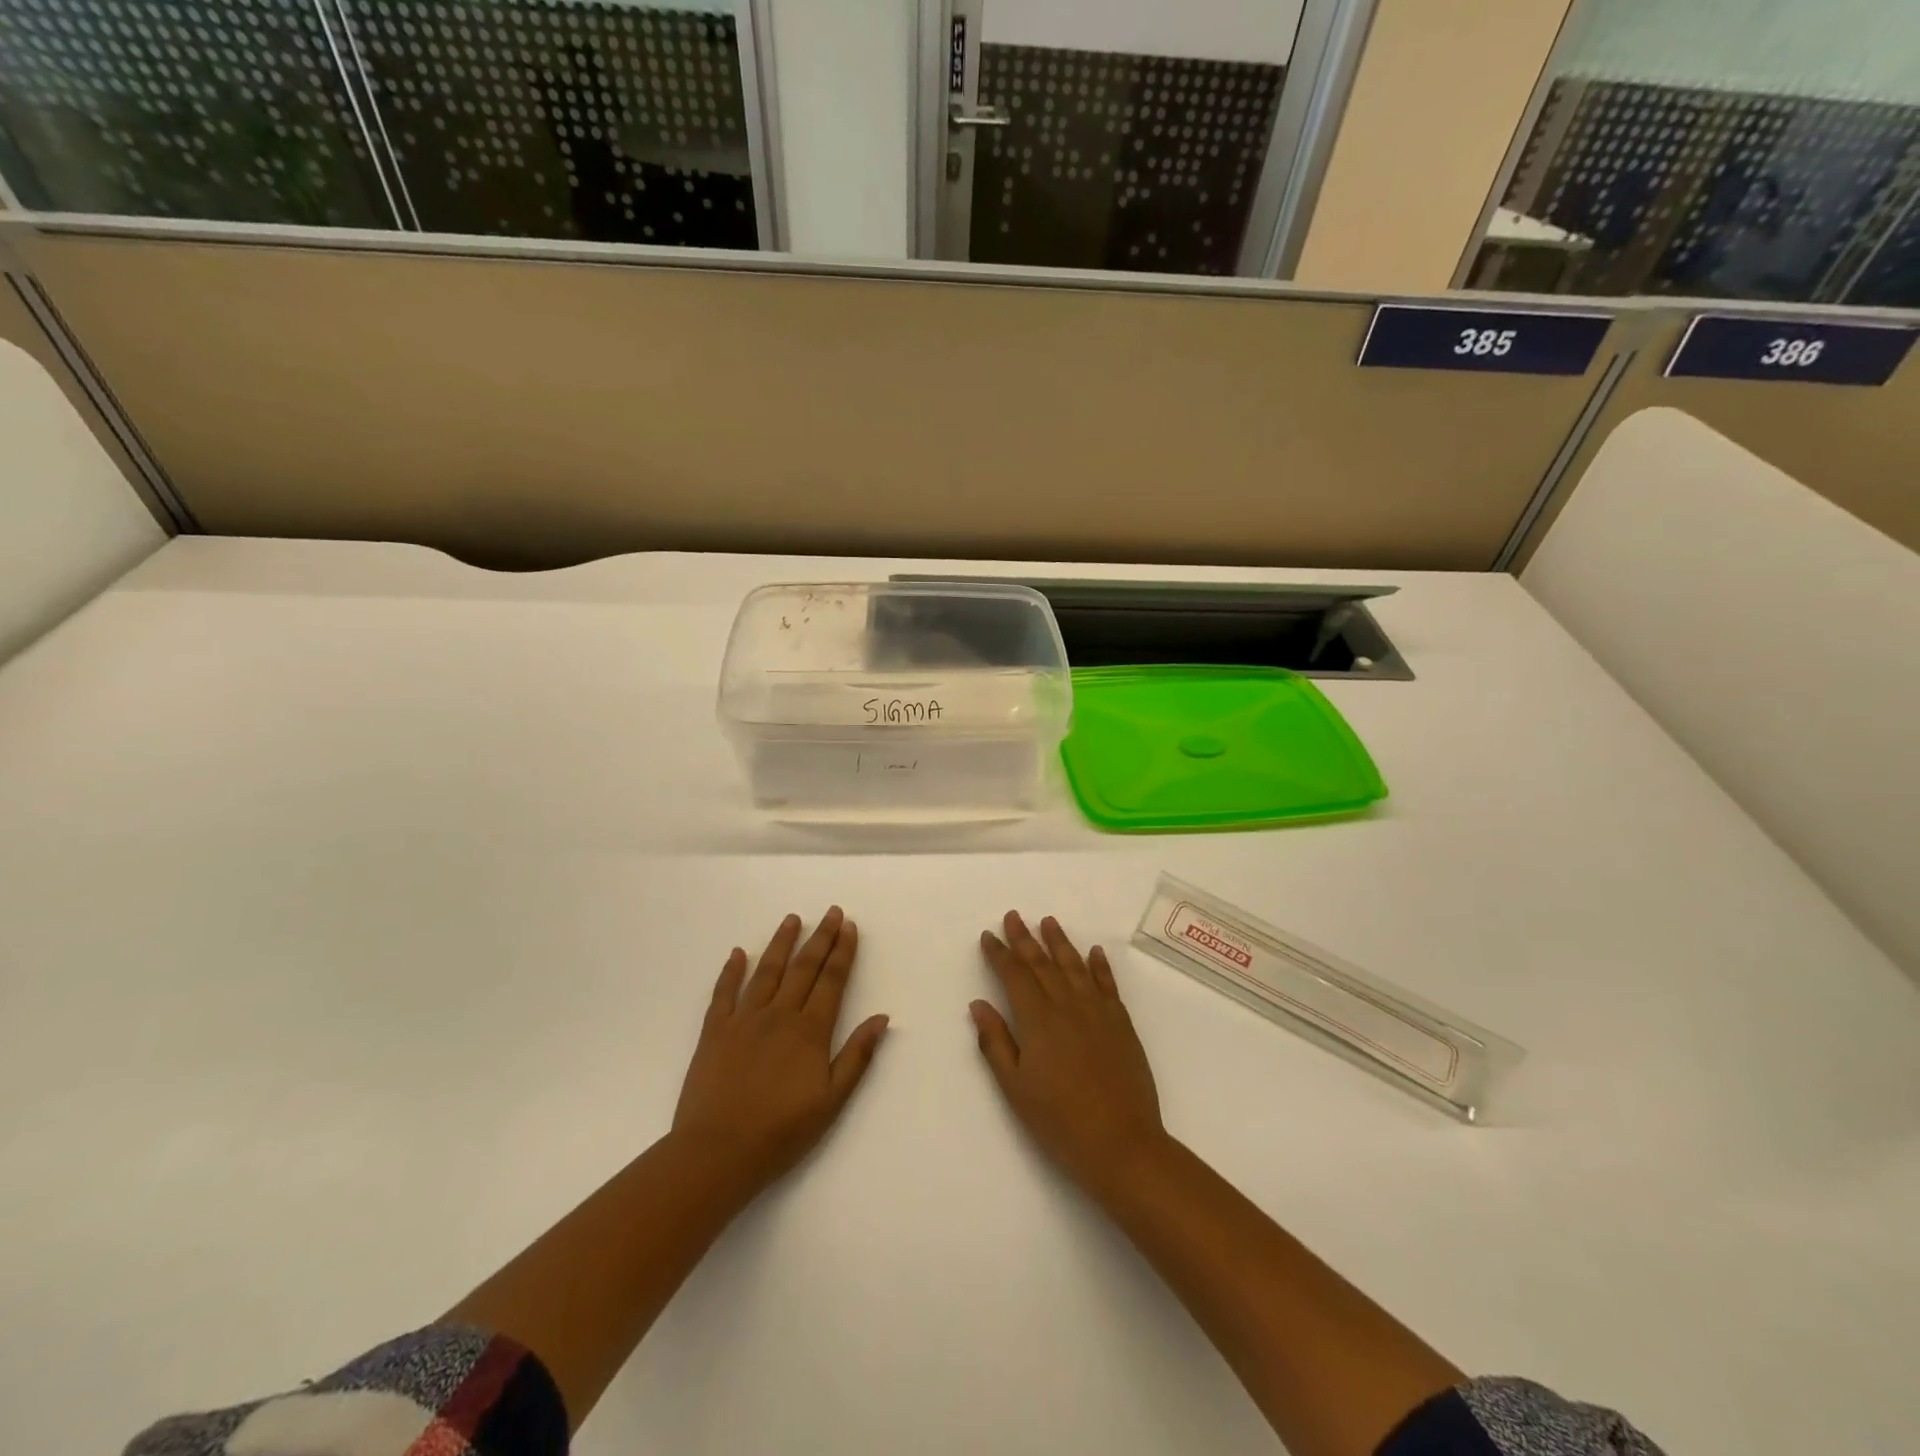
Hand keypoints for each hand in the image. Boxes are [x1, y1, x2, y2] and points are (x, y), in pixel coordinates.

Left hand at [673, 907, 888, 1194]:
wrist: (718, 1152)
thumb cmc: (781, 1132)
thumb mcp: (832, 1101)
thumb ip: (857, 1056)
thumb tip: (881, 1018)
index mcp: (810, 1030)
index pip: (831, 980)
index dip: (842, 951)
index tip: (849, 926)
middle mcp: (779, 1014)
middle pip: (804, 968)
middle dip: (820, 937)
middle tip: (831, 911)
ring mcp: (744, 1019)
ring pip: (766, 971)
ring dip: (781, 943)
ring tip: (792, 919)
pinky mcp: (714, 1031)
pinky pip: (723, 993)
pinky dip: (730, 971)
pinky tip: (737, 953)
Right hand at [972, 912, 1167, 1195]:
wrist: (1122, 1144)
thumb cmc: (1059, 1121)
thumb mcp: (1016, 1088)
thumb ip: (996, 1042)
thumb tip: (979, 1004)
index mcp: (1038, 1020)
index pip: (1015, 975)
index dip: (1000, 954)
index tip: (989, 936)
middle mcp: (1067, 1005)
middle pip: (1042, 963)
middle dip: (1024, 938)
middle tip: (1013, 915)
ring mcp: (1098, 1011)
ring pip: (1074, 966)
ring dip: (1059, 941)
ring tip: (1048, 921)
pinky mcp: (1121, 1023)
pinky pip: (1107, 984)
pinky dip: (1099, 965)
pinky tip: (1094, 951)